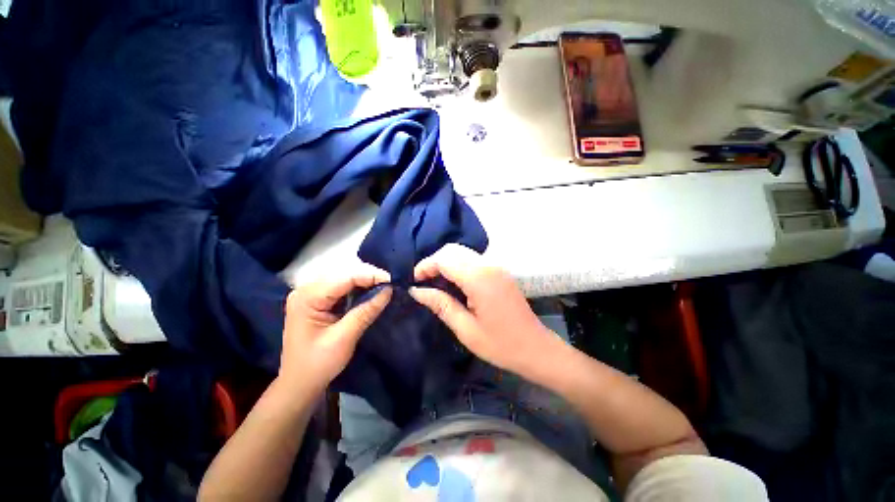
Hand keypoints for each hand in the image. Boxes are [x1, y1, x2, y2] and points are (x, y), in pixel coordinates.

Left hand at [280, 263, 391, 392]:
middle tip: (391, 284)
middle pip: (344, 275)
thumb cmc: (317, 364)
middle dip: (369, 278)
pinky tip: (371, 293)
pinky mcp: (317, 301)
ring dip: (365, 283)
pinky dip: (358, 290)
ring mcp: (311, 295)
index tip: (393, 280)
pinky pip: (342, 289)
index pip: (345, 277)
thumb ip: (366, 311)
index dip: (371, 276)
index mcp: (307, 297)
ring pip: (344, 280)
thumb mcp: (344, 338)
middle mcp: (306, 290)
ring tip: (385, 287)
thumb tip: (389, 290)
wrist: (299, 385)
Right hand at [409, 244, 556, 374]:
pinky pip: (472, 260)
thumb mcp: (466, 329)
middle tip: (423, 283)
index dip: (425, 266)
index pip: (444, 259)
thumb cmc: (501, 344)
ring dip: (445, 263)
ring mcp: (496, 266)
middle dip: (434, 262)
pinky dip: (457, 266)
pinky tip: (452, 283)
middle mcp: (488, 265)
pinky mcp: (499, 271)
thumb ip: (441, 305)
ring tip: (434, 283)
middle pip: (453, 250)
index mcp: (479, 278)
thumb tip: (416, 291)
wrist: (536, 348)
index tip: (414, 282)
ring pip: (462, 252)